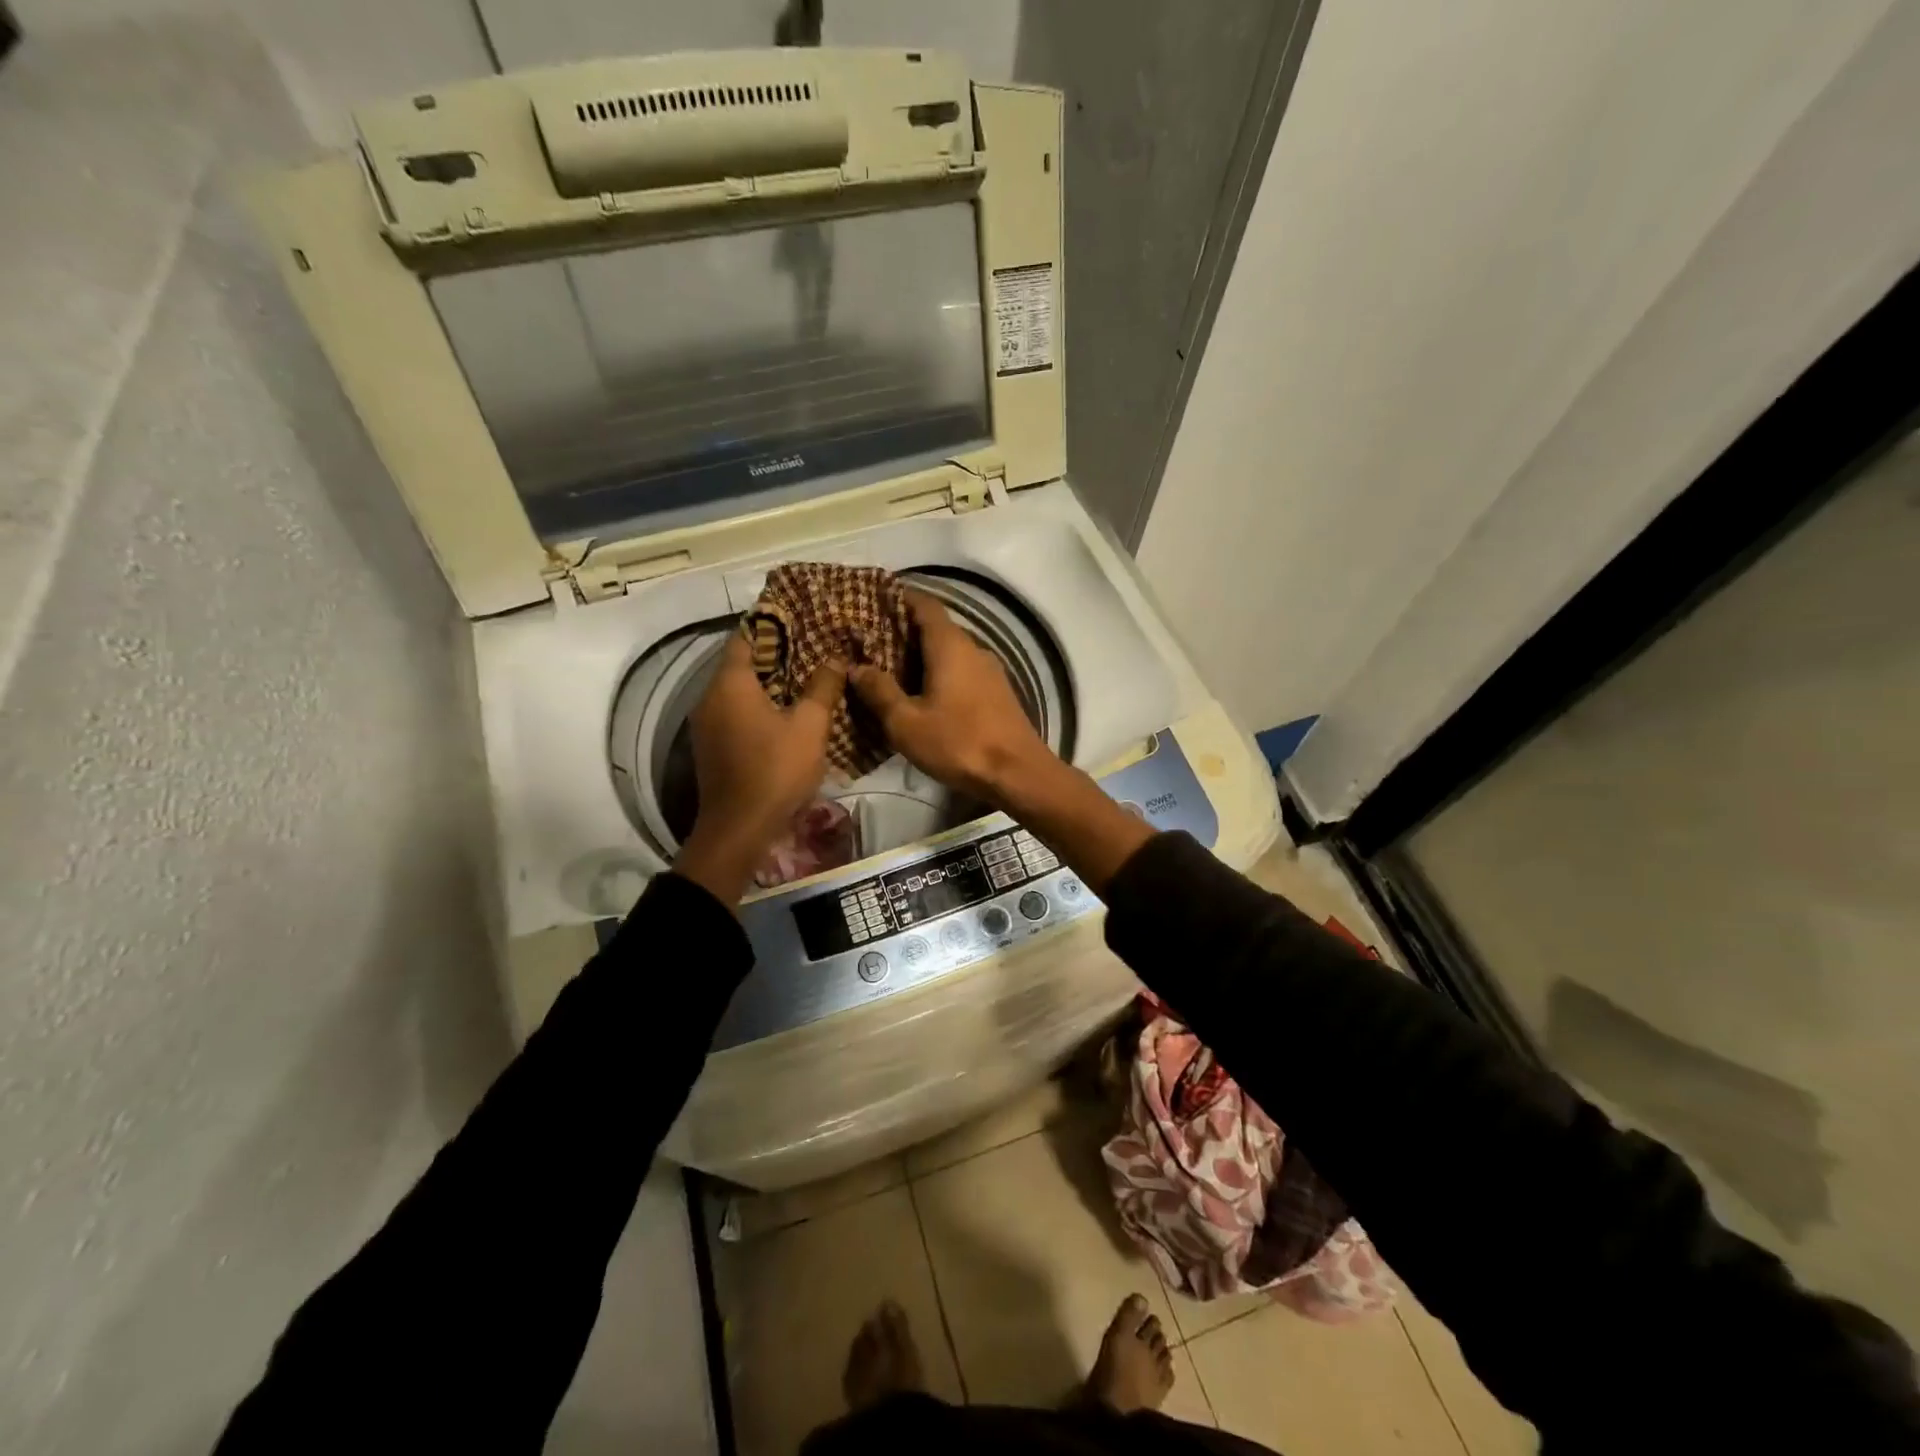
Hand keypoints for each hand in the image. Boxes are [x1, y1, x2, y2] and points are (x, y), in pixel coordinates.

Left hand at [675, 634, 846, 904]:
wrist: (738, 830)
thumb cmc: (775, 771)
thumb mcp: (810, 727)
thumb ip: (822, 688)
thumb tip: (835, 659)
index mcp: (730, 684)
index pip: (746, 638)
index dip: (771, 627)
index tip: (800, 621)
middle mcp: (709, 697)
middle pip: (740, 664)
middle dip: (774, 656)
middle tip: (810, 650)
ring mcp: (706, 725)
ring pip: (737, 691)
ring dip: (766, 684)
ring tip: (804, 679)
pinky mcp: (711, 747)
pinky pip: (734, 713)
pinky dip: (756, 706)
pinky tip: (785, 714)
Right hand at [849, 590, 1052, 804]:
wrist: (1017, 773)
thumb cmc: (958, 743)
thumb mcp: (906, 723)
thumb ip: (879, 691)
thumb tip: (855, 667)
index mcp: (950, 645)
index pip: (924, 604)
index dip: (899, 598)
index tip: (872, 601)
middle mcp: (973, 648)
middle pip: (936, 628)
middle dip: (904, 631)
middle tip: (870, 642)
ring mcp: (989, 670)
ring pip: (949, 651)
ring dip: (922, 656)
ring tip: (890, 669)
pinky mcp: (996, 692)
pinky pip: (961, 670)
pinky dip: (939, 673)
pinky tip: (923, 694)